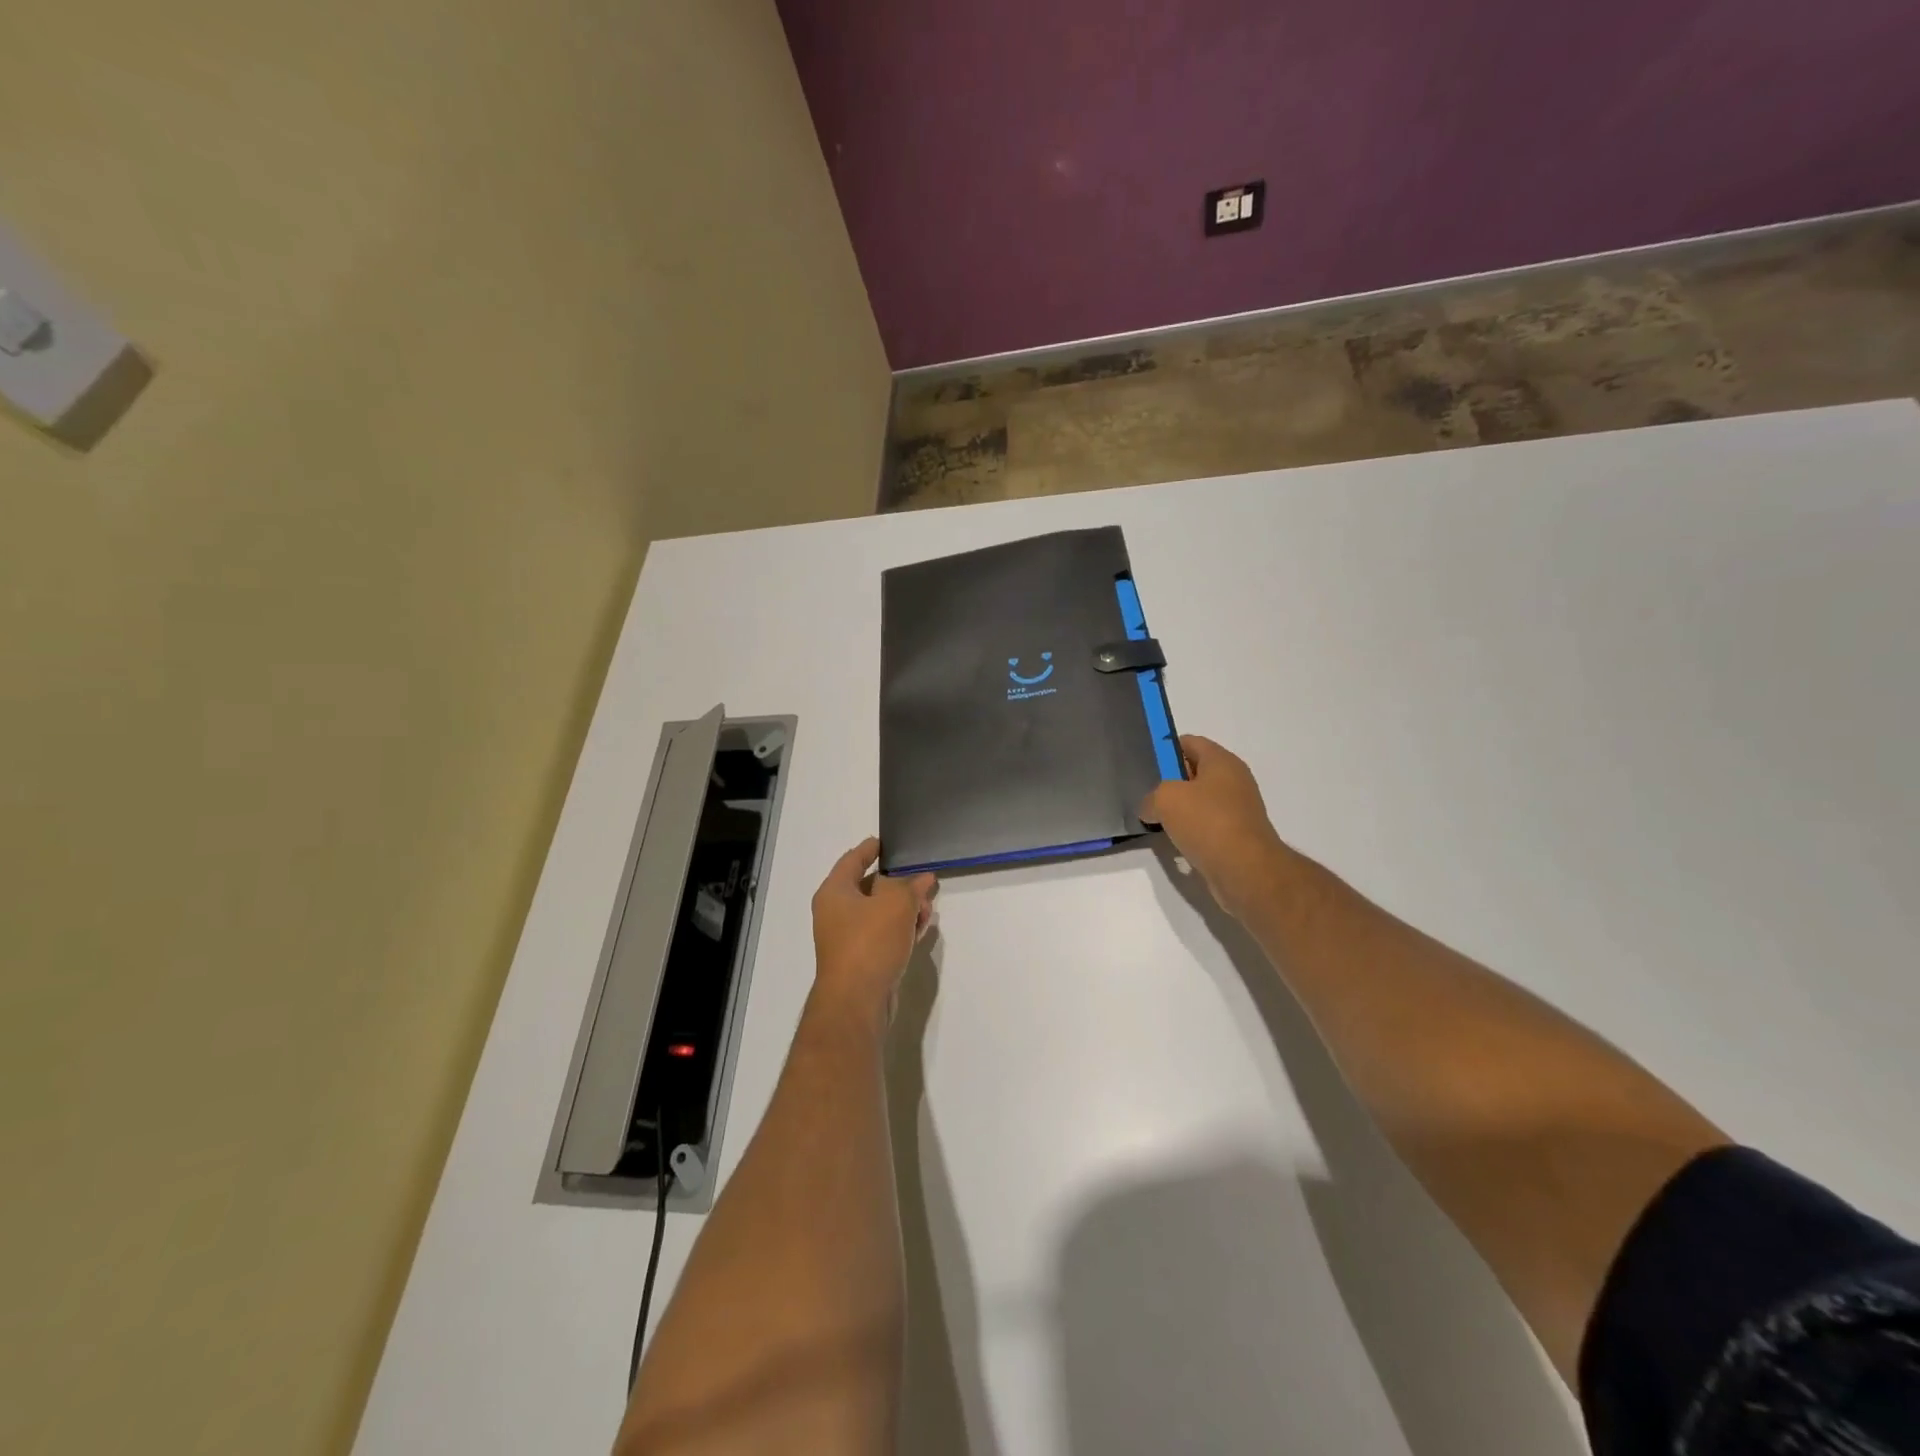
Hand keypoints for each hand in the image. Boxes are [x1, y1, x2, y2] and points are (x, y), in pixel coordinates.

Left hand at [810, 837, 935, 1025]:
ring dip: (903, 908)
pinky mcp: (861, 960)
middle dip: (898, 883)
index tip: (887, 841)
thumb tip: (923, 879)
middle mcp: (836, 913)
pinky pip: (883, 935)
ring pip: (879, 913)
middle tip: (923, 879)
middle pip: (869, 887)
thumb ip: (911, 886)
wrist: (857, 1002)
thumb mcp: (896, 903)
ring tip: (928, 907)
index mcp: (835, 892)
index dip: (870, 849)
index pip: (852, 860)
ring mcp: (847, 939)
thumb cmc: (870, 942)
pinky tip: (920, 928)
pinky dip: (900, 928)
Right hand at [1141, 736, 1290, 920]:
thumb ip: (1151, 798)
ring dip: (1178, 811)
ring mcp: (1237, 811)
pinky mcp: (1236, 837)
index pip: (1190, 742)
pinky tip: (1173, 844)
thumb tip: (1150, 809)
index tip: (1144, 764)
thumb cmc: (1207, 822)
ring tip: (1154, 820)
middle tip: (1144, 793)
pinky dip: (1190, 833)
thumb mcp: (1165, 799)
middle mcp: (1234, 782)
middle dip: (1169, 782)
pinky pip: (1206, 828)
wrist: (1245, 870)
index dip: (1165, 749)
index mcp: (1222, 762)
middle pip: (1194, 773)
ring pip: (1199, 803)